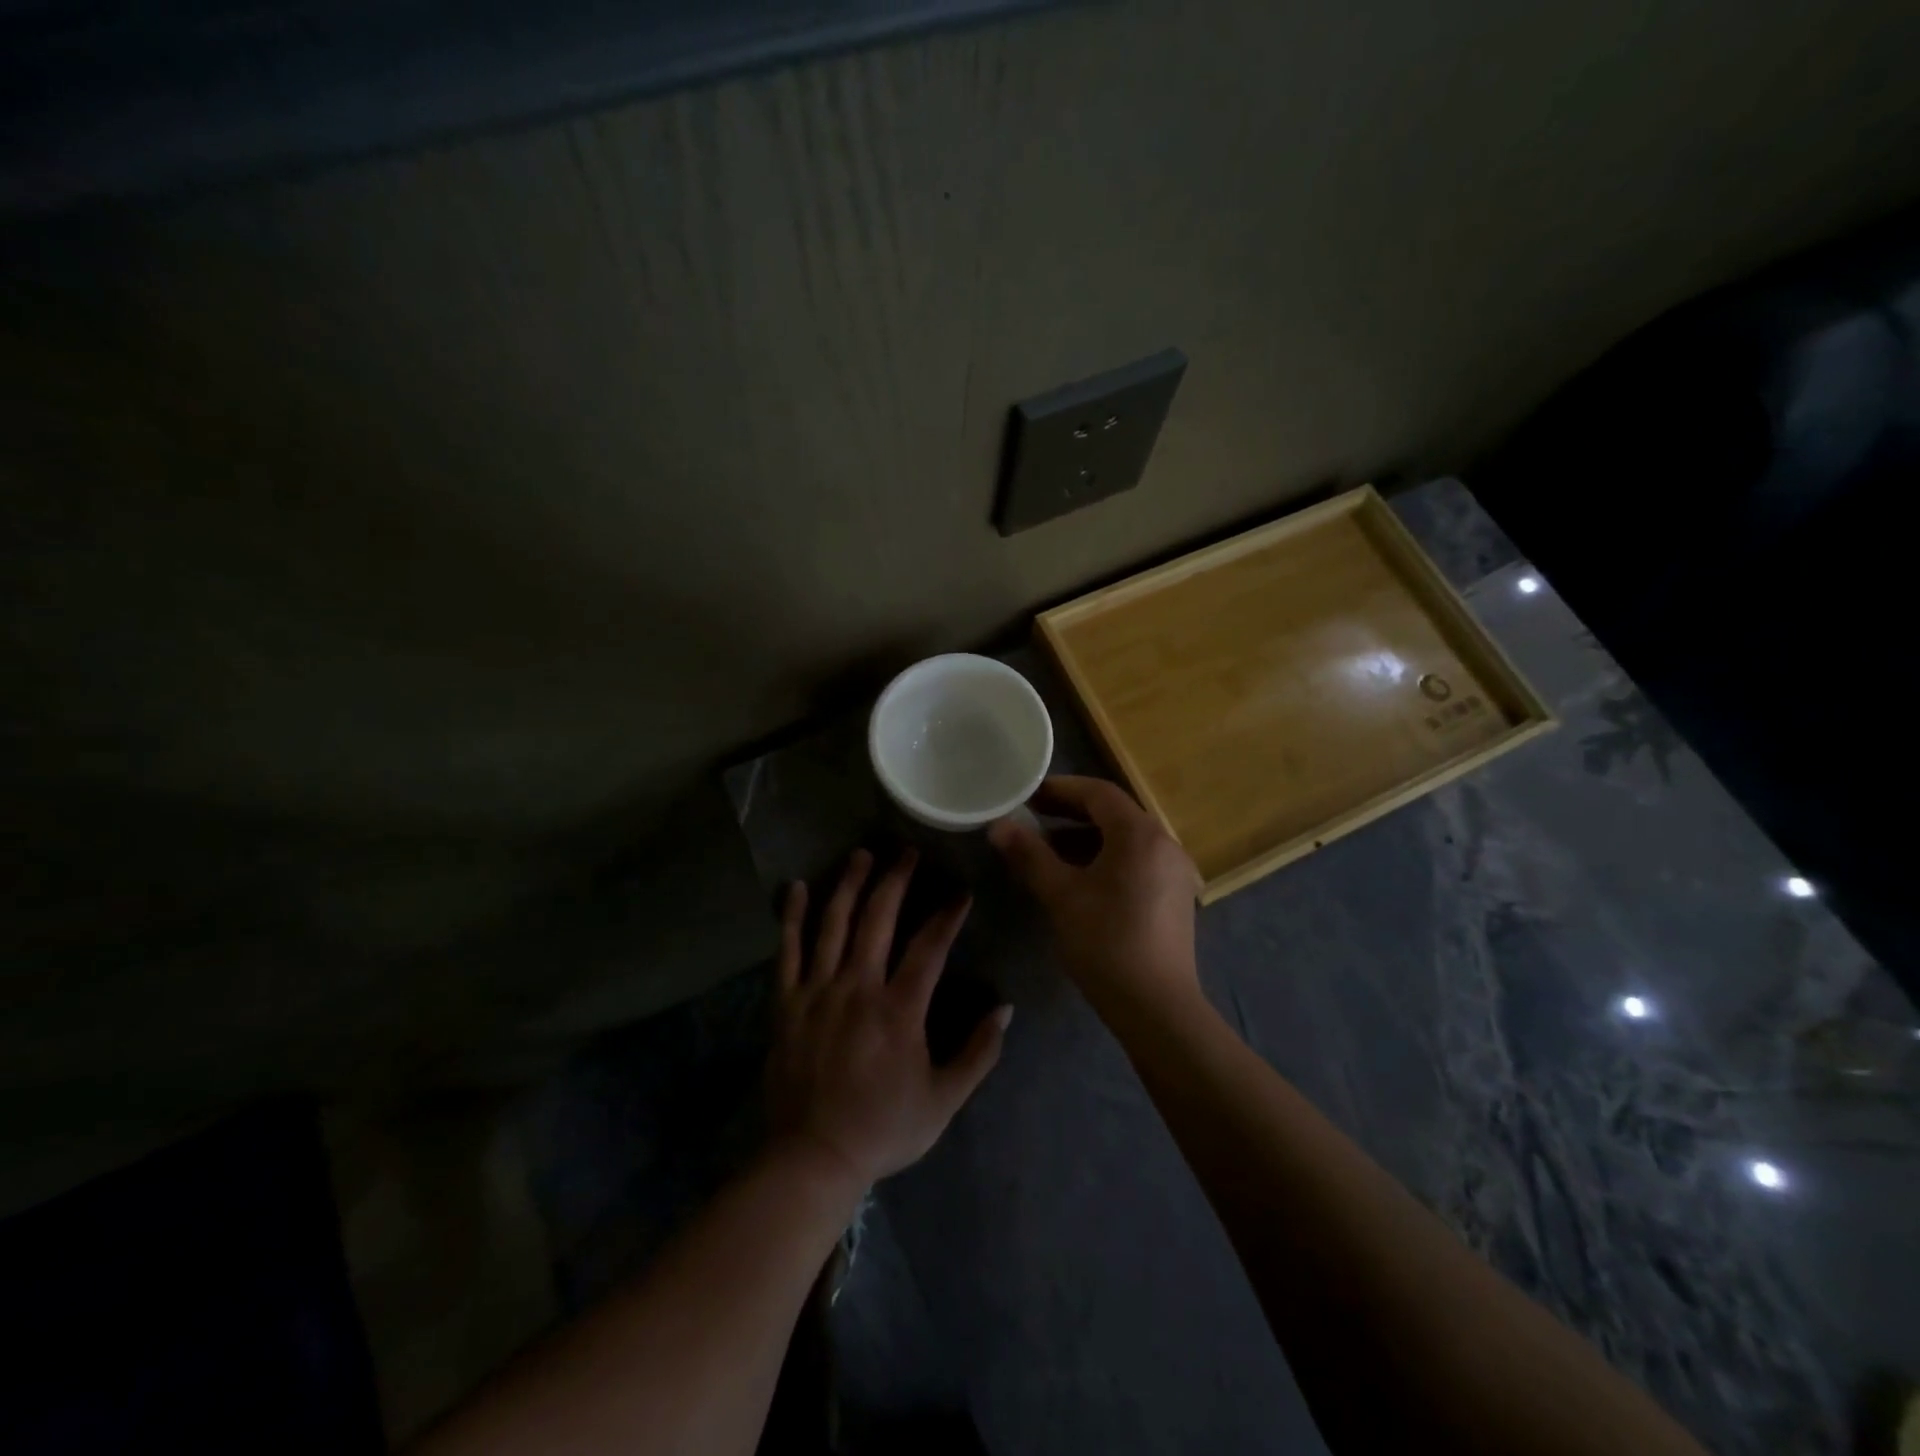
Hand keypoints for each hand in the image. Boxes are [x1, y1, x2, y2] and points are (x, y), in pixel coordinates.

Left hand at [765, 848, 1010, 1190]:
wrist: (813, 1158)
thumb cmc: (884, 1128)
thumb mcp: (945, 1099)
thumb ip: (979, 1053)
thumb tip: (1005, 1008)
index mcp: (899, 1008)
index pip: (930, 946)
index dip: (948, 914)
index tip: (961, 891)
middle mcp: (858, 987)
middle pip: (878, 918)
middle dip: (896, 879)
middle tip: (906, 851)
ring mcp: (818, 991)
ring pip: (834, 923)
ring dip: (849, 884)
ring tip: (862, 854)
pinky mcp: (787, 1002)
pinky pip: (788, 950)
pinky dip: (793, 916)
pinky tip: (798, 886)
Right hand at [987, 776, 1201, 1016]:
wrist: (1157, 1007)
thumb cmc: (1106, 943)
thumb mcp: (1061, 895)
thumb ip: (1029, 855)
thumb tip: (998, 826)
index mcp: (1140, 834)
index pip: (1098, 793)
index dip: (1060, 789)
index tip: (1027, 796)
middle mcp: (1163, 843)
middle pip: (1113, 813)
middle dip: (1070, 813)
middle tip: (1032, 818)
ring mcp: (1174, 870)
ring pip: (1124, 839)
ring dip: (1085, 837)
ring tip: (1046, 849)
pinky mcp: (1174, 895)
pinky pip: (1135, 860)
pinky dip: (1105, 858)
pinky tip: (1078, 878)